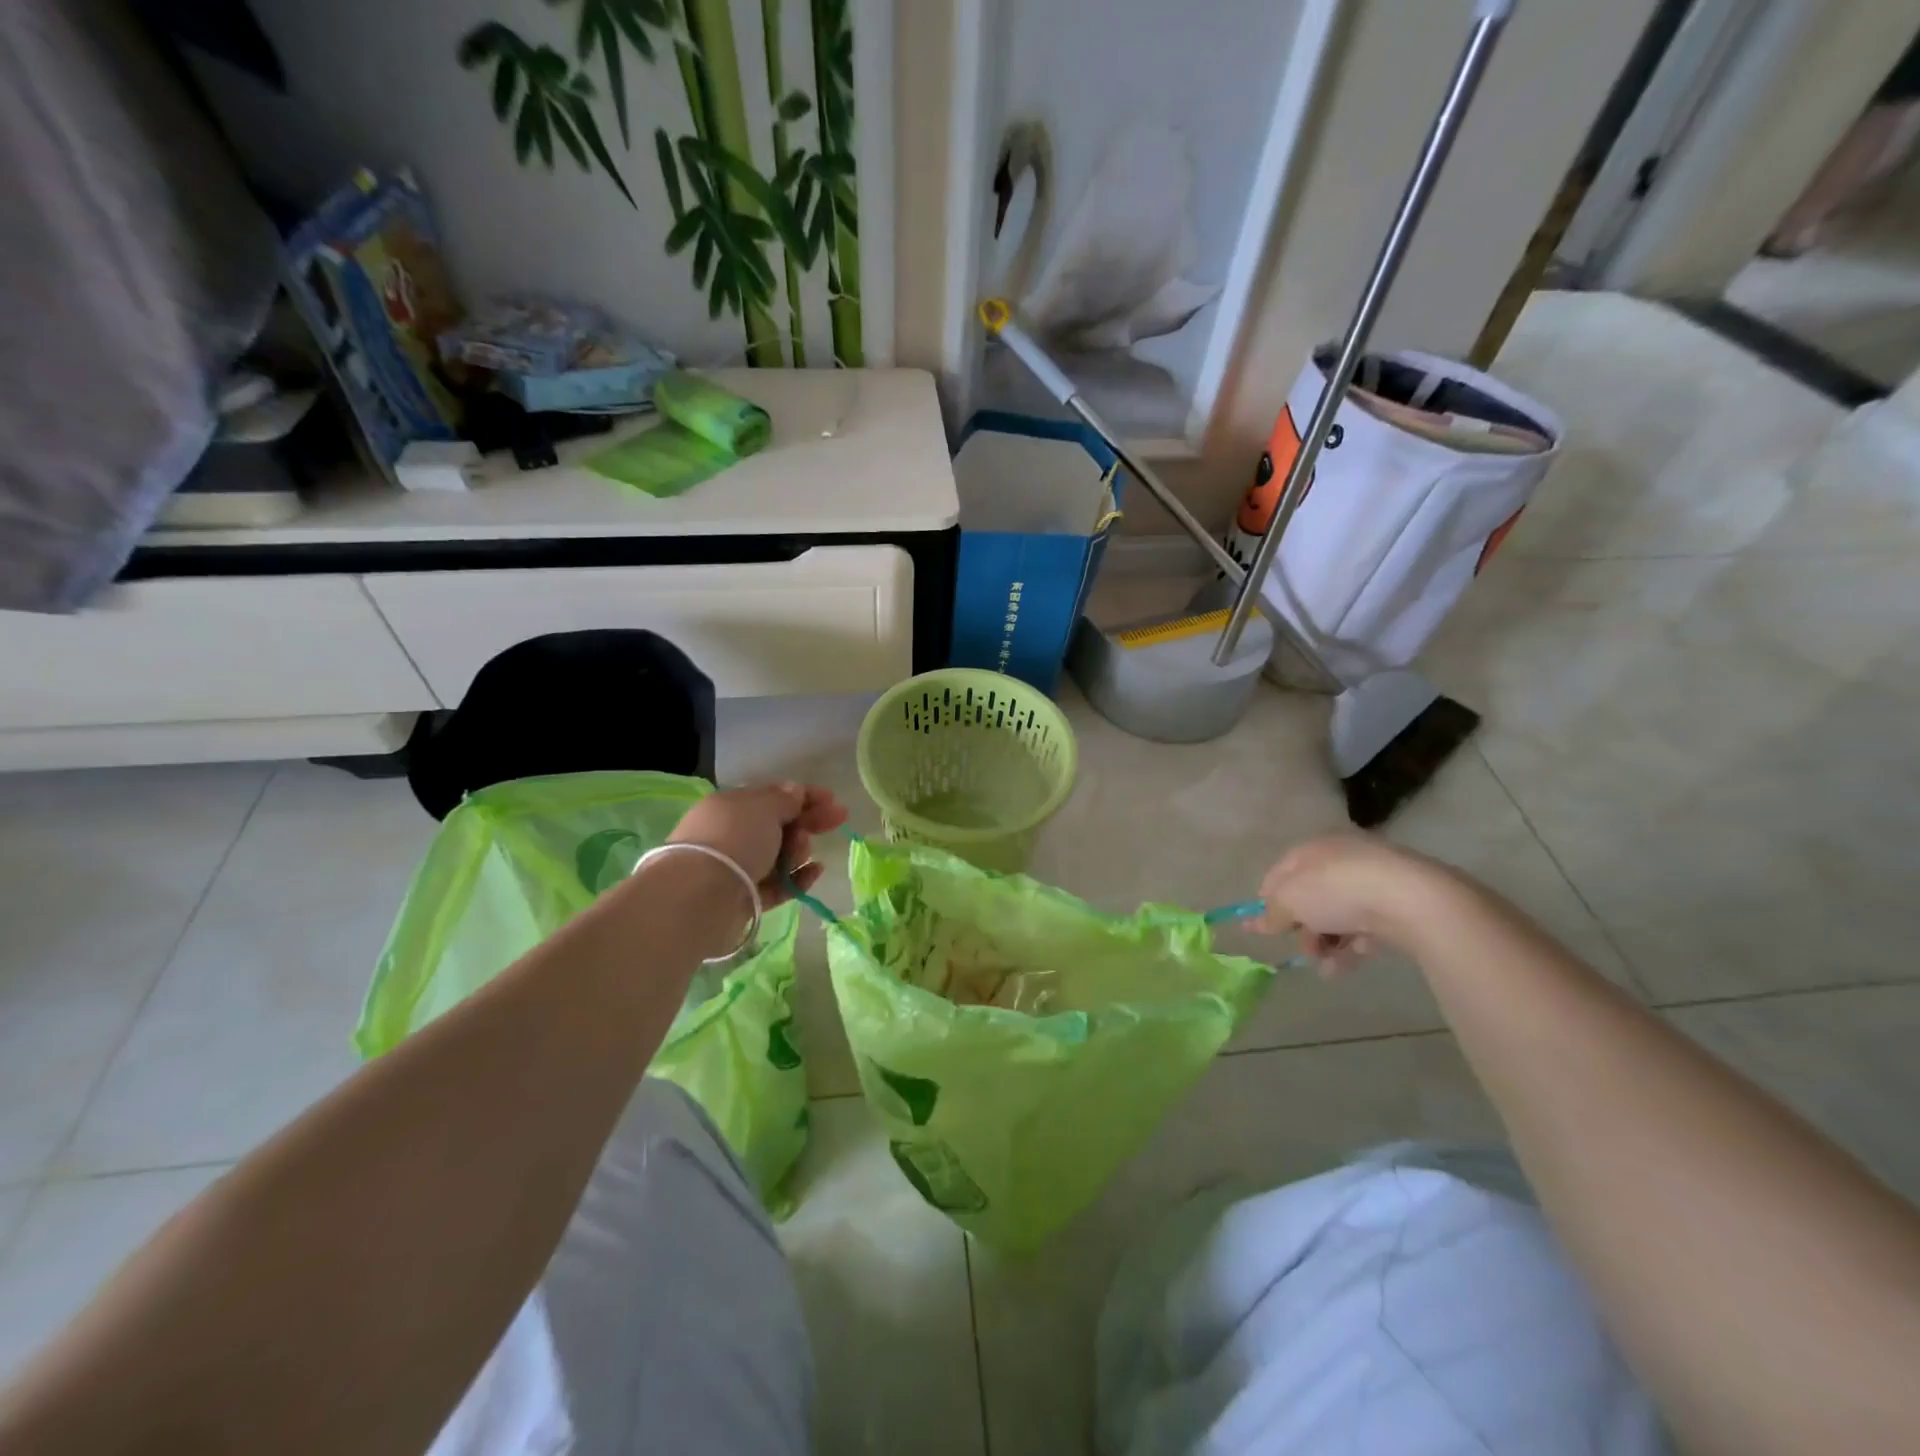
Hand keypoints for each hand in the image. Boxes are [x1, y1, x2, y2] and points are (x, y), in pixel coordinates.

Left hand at [668, 781, 847, 905]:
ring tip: (801, 852)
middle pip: (780, 825)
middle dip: (809, 821)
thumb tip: (794, 790)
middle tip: (838, 819)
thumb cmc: (735, 839)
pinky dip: (798, 877)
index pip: (773, 796)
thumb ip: (785, 799)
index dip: (804, 795)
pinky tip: (815, 872)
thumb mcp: (764, 808)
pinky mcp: (746, 897)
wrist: (702, 895)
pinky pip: (779, 885)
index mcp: (733, 806)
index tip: (832, 799)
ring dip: (799, 849)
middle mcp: (734, 834)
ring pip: (780, 855)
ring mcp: (739, 867)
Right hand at [1256, 834, 1452, 973]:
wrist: (1412, 900)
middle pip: (1311, 897)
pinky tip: (1348, 964)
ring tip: (1326, 967)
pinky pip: (1366, 926)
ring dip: (1326, 944)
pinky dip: (1353, 946)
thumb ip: (1273, 912)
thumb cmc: (1337, 890)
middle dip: (1302, 928)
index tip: (1260, 928)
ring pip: (1338, 915)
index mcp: (1313, 848)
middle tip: (1302, 950)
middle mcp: (1341, 859)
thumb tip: (1260, 922)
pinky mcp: (1398, 905)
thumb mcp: (1290, 900)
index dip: (1267, 900)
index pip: (1280, 873)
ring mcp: (1373, 881)